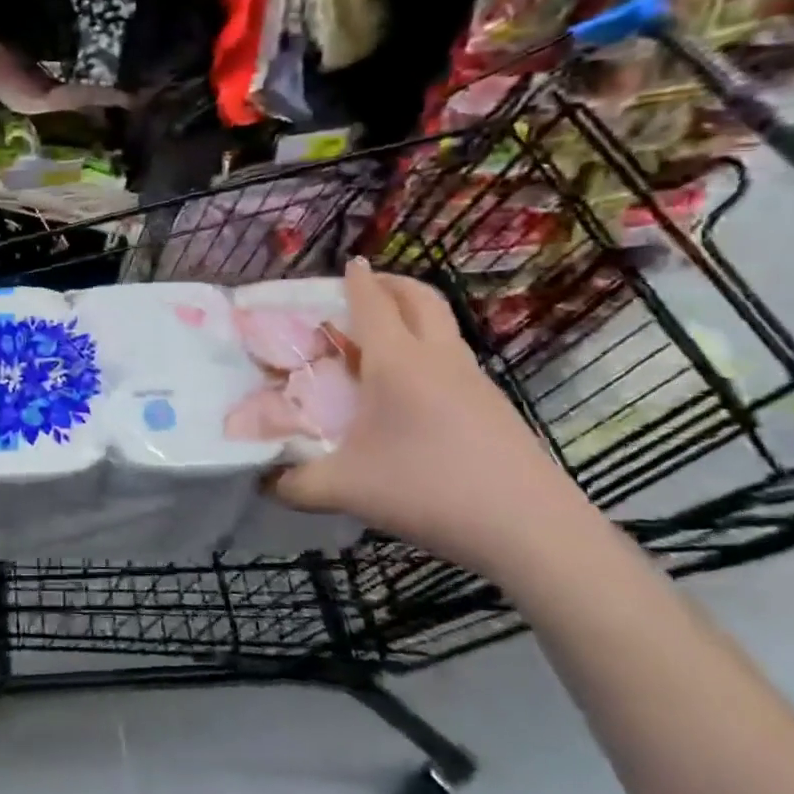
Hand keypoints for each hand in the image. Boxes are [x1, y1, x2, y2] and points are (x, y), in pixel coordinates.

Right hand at [269, 258, 600, 582]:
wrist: (531, 530)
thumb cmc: (427, 491)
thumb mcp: (345, 489)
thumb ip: (293, 482)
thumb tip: (263, 480)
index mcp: (397, 363)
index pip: (373, 304)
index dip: (357, 280)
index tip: (348, 263)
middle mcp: (438, 359)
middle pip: (420, 298)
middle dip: (393, 283)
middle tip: (368, 286)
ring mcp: (474, 380)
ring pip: (444, 326)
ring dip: (416, 314)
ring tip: (385, 336)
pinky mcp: (495, 406)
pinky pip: (455, 358)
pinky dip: (430, 349)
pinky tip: (414, 390)